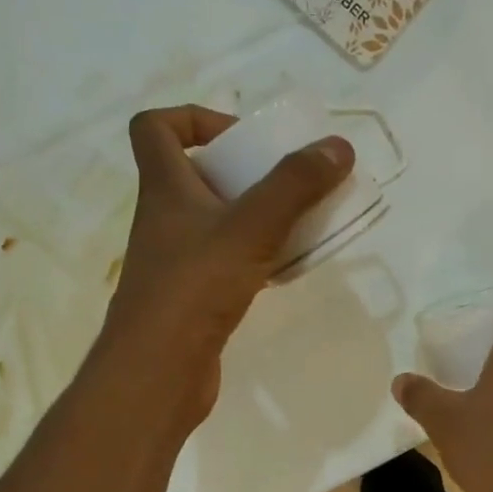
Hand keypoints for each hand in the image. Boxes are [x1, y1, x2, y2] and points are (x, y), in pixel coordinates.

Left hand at [101, 105, 352, 422]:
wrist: (158, 373)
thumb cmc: (195, 288)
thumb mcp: (251, 227)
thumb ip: (295, 185)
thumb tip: (338, 146)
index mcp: (164, 188)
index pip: (155, 127)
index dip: (194, 118)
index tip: (242, 138)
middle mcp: (165, 218)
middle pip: (197, 174)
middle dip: (245, 171)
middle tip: (289, 182)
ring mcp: (177, 261)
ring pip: (217, 221)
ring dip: (257, 215)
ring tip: (300, 222)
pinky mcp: (193, 297)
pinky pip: (228, 261)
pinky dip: (257, 256)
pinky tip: (287, 267)